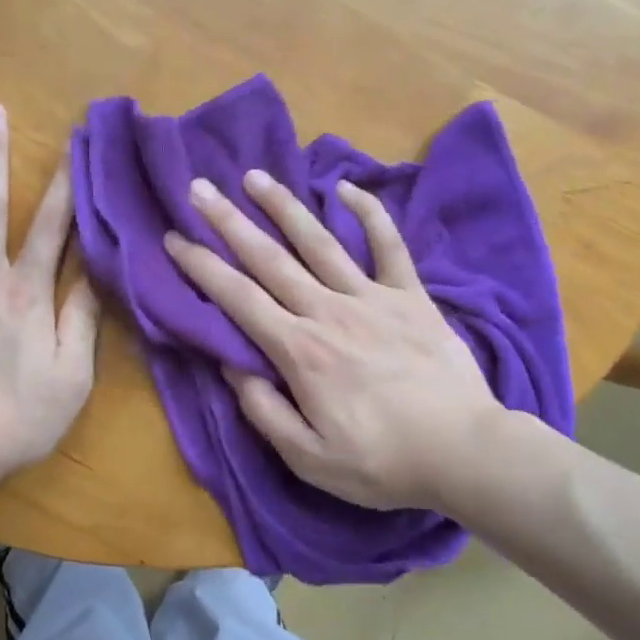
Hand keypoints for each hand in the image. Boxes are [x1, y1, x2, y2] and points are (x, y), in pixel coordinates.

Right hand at [164, 171, 502, 512]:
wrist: (466, 452)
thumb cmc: (382, 462)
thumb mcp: (308, 458)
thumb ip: (264, 410)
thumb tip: (231, 365)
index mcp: (299, 351)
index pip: (238, 299)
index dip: (201, 266)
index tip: (174, 239)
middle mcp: (328, 311)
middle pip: (269, 259)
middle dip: (229, 222)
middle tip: (198, 188)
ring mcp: (372, 298)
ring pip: (319, 242)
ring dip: (284, 206)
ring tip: (255, 177)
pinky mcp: (410, 296)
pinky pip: (389, 246)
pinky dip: (369, 214)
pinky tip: (346, 188)